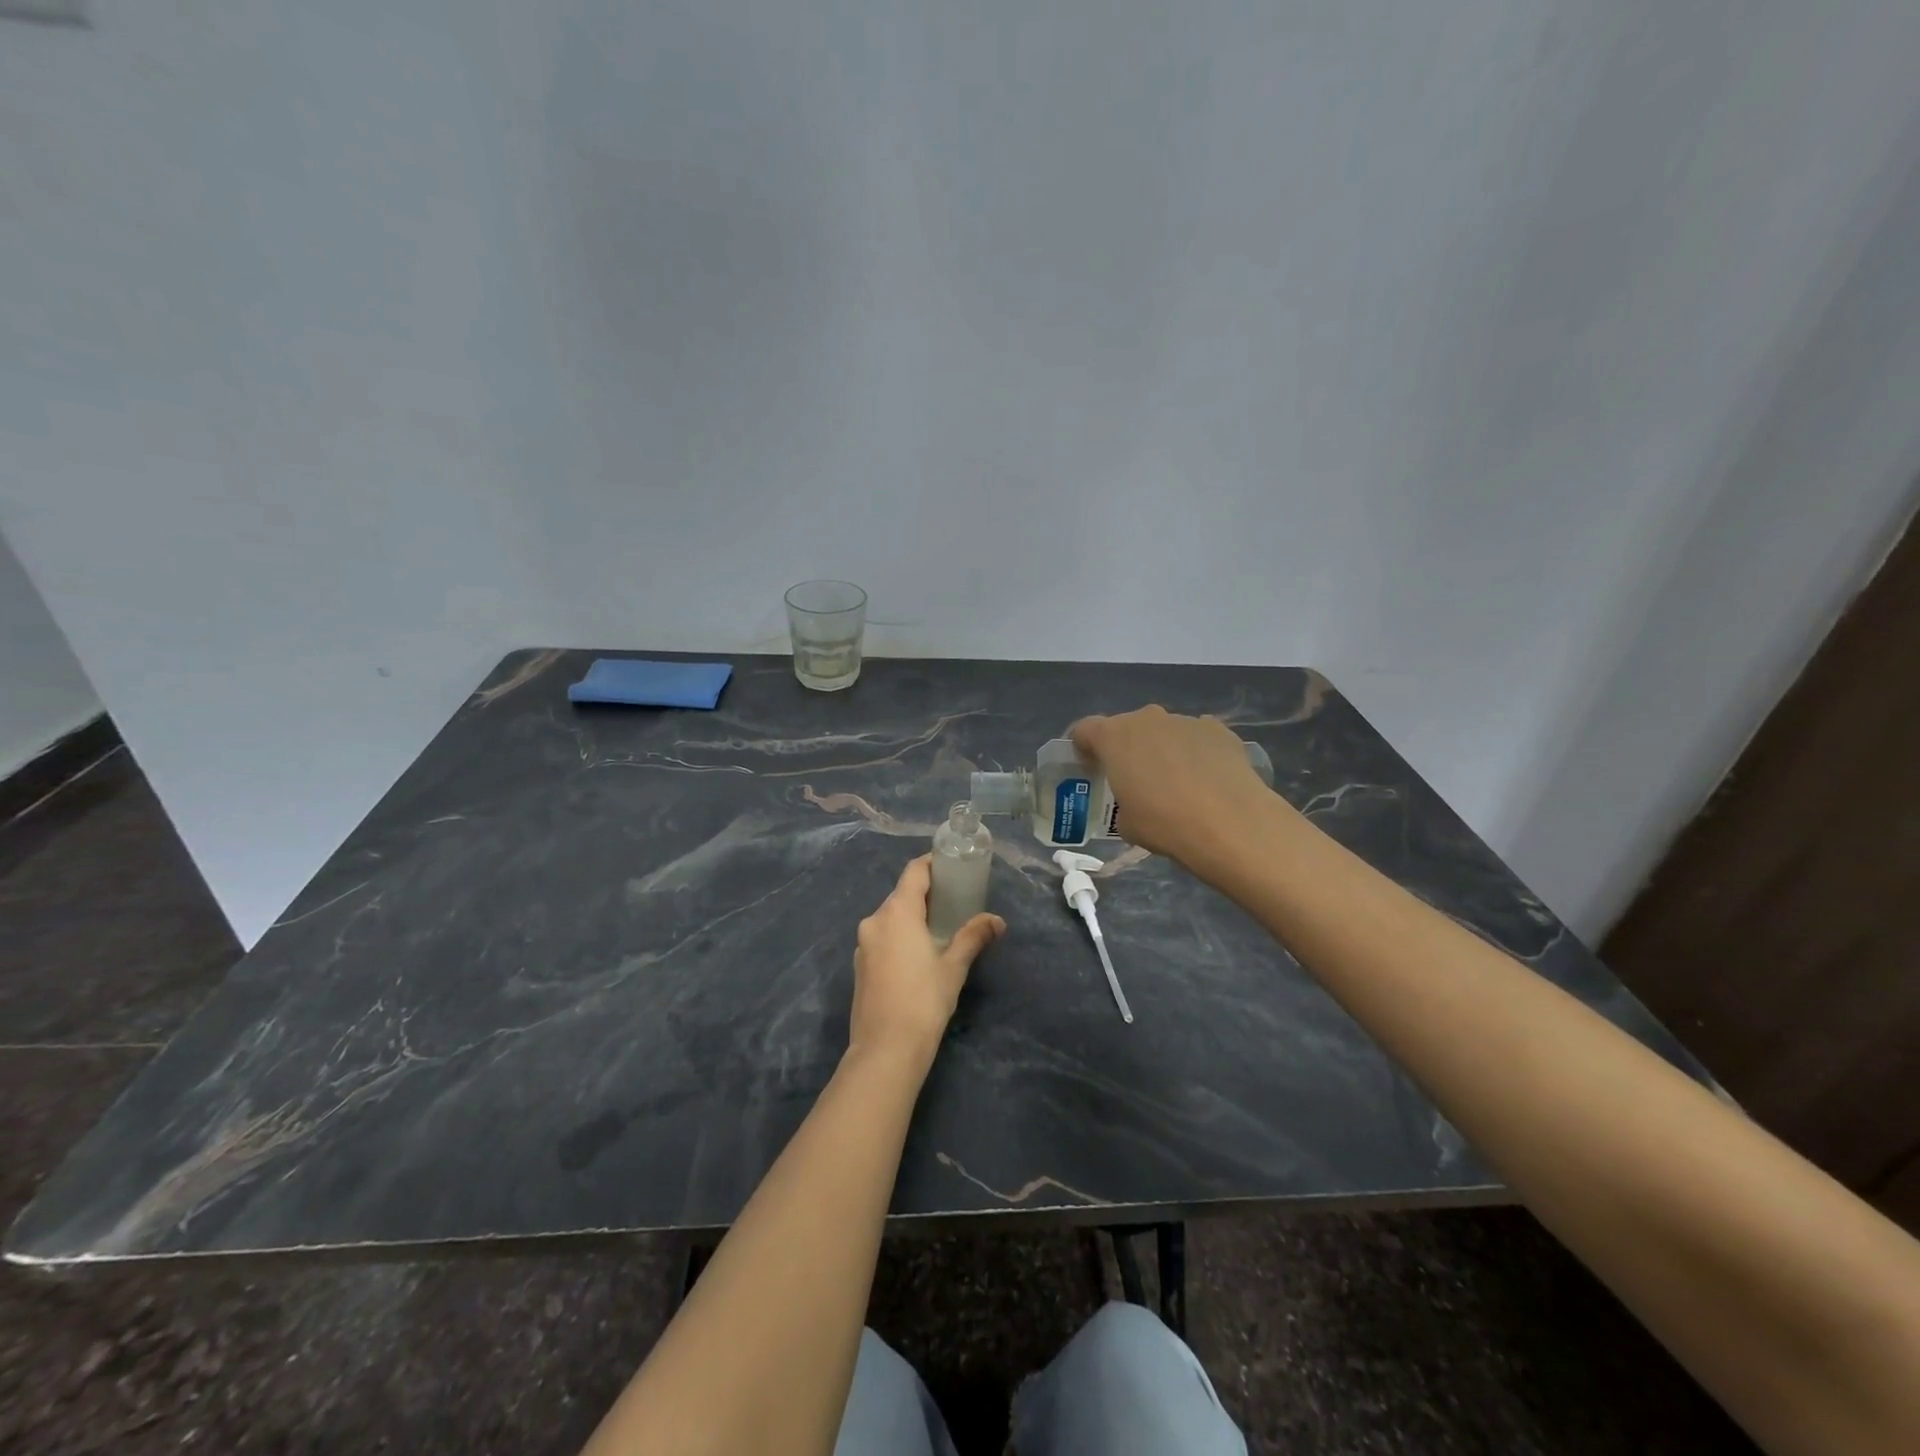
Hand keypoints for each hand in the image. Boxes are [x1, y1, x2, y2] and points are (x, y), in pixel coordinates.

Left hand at [850, 855, 1004, 1067]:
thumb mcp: (954, 966)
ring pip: (890, 917)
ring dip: (912, 916)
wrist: (885, 1049)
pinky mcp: (859, 965)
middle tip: (954, 900)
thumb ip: (973, 937)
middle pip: (901, 894)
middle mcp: (875, 920)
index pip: (914, 872)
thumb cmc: (923, 1000)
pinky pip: (882, 937)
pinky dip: (899, 935)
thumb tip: (997, 921)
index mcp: (897, 912)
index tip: (952, 866)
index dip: (932, 864)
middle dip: (926, 893)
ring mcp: (863, 944)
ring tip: (939, 927)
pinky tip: (917, 954)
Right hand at [1070, 706, 1278, 882]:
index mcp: (1114, 737)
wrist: (1230, 823)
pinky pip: (1196, 738)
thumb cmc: (1164, 823)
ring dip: (1162, 750)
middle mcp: (1148, 719)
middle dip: (1127, 748)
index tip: (1090, 767)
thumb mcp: (1126, 824)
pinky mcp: (1219, 730)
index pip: (1085, 730)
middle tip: (1135, 779)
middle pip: (1127, 727)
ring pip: (1164, 731)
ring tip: (1177, 783)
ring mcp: (1186, 721)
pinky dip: (1195, 752)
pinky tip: (1206, 780)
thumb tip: (1137, 800)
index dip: (1083, 747)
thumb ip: (1123, 802)